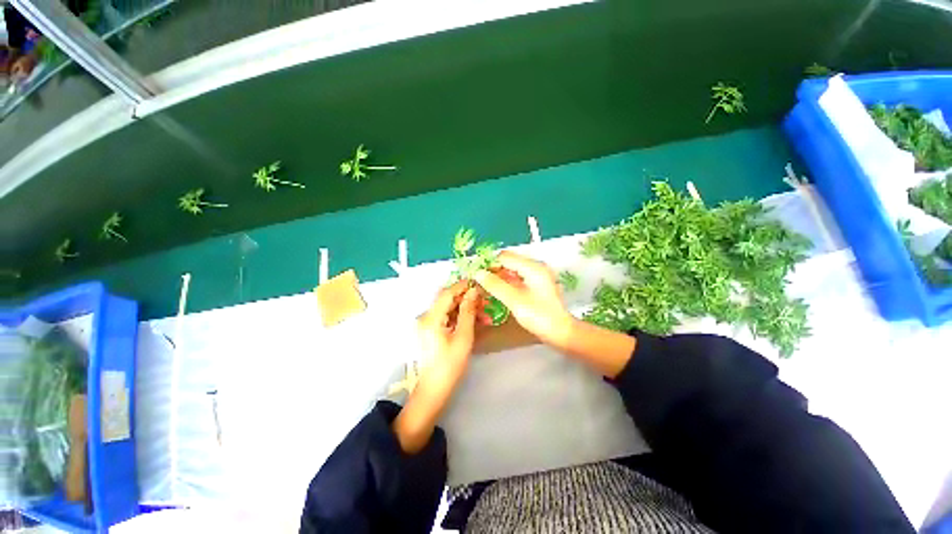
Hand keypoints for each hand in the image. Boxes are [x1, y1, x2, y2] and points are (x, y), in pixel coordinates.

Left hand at [417, 281, 479, 387]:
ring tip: (485, 316)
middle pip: (448, 300)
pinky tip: (475, 323)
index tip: (479, 283)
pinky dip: (461, 318)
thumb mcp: (463, 337)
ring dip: (466, 309)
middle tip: (485, 303)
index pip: (447, 293)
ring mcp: (428, 324)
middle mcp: (426, 317)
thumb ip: (468, 312)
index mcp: (431, 318)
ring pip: (449, 309)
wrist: (434, 390)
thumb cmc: (450, 365)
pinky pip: (447, 318)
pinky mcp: (431, 331)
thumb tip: (473, 292)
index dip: (462, 286)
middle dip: (467, 299)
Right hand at [477, 251, 635, 377]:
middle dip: (493, 271)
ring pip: (512, 271)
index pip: (505, 257)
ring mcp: (537, 276)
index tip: (476, 275)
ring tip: (485, 289)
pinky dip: (507, 284)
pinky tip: (498, 292)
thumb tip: (478, 273)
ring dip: (499, 278)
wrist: (561, 332)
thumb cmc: (539, 316)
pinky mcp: (536, 285)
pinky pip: (517, 279)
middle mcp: (535, 267)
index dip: (489, 264)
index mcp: (532, 267)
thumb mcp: (514, 300)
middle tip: (479, 284)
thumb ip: (495, 285)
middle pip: (508, 262)